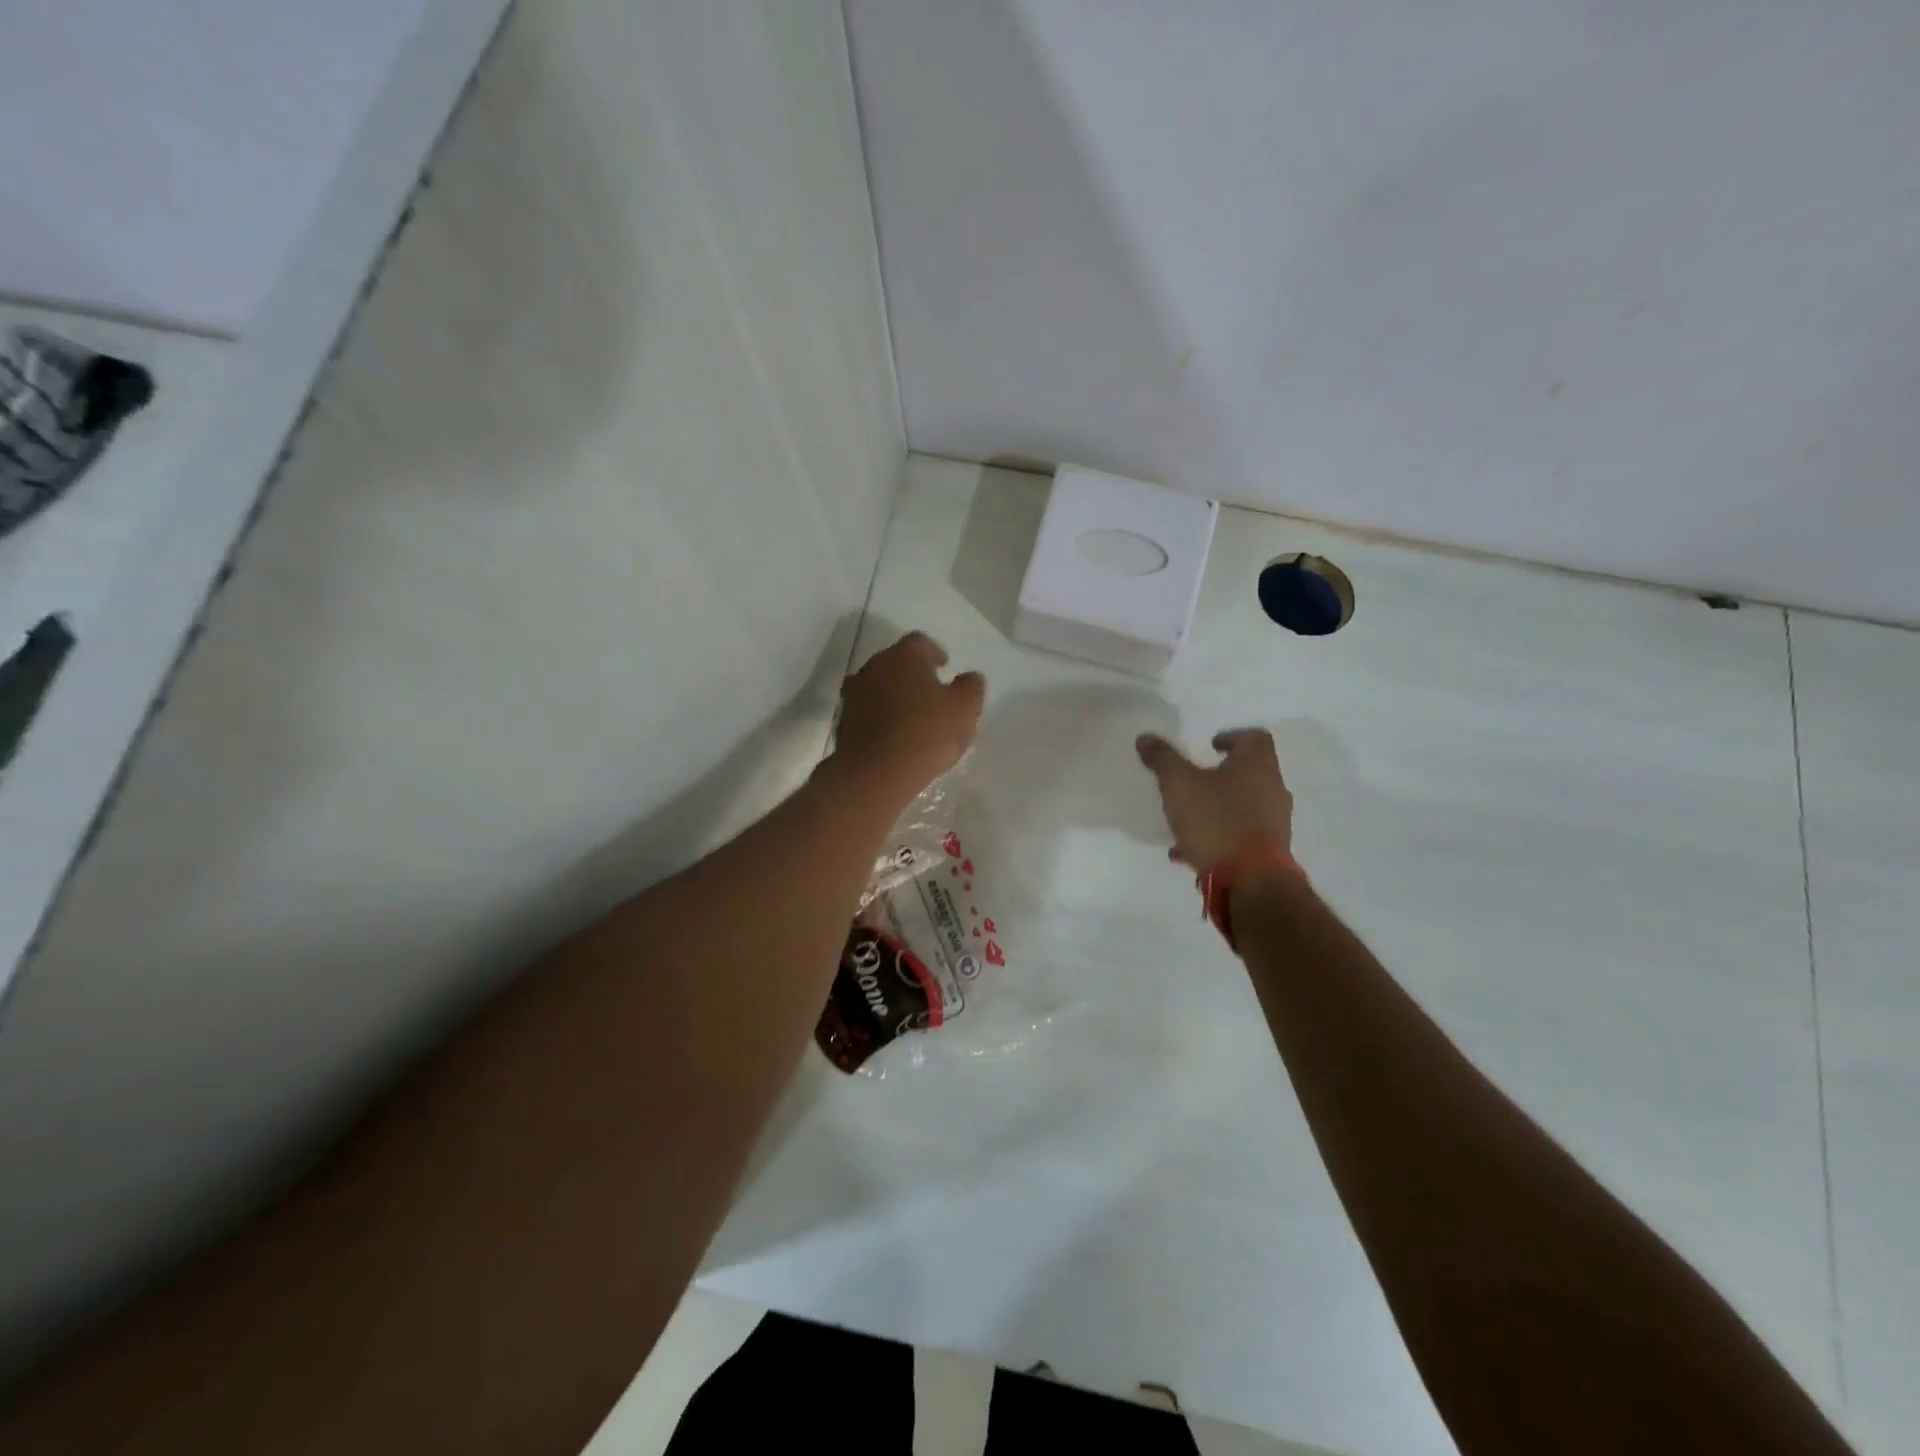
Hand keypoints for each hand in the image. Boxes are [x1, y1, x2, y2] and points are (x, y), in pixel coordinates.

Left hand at [833, 632, 984, 798]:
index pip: (921, 642)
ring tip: (912, 714)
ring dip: (895, 693)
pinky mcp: (843, 720)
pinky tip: (894, 733)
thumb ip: (971, 687)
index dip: (935, 653)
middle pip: (896, 661)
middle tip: (931, 691)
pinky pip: (868, 709)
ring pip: (879, 685)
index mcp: (904, 655)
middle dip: (913, 673)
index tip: (945, 667)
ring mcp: (854, 693)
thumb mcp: (965, 710)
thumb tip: (970, 677)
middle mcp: (874, 666)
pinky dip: (881, 714)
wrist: (875, 773)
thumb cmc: (926, 733)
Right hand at [1136, 729, 1292, 871]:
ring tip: (1186, 819)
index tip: (1211, 745)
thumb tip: (1145, 737)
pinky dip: (1218, 836)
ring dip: (1218, 807)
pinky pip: (1240, 836)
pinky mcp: (1269, 852)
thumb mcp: (1179, 784)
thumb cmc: (1216, 821)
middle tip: (1196, 778)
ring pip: (1244, 806)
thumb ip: (1162, 759)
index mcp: (1256, 765)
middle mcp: (1273, 789)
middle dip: (1222, 775)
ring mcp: (1275, 823)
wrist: (1250, 881)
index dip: (1232, 736)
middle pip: (1250, 772)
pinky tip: (1188, 851)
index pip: (1254, 737)